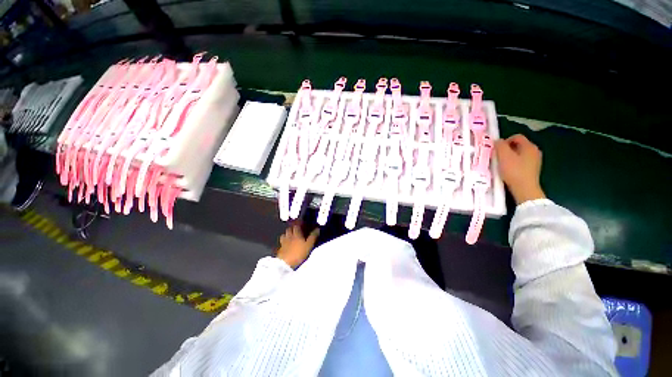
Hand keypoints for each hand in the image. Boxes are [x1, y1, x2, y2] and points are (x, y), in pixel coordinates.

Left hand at [276, 224, 319, 267]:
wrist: (285, 264)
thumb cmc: (298, 253)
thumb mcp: (309, 245)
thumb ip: (313, 236)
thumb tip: (317, 228)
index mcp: (296, 234)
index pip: (296, 226)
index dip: (299, 224)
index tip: (302, 224)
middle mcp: (289, 236)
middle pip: (289, 229)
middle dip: (292, 228)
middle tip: (296, 229)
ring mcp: (283, 243)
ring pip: (284, 235)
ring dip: (287, 234)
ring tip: (290, 236)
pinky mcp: (280, 249)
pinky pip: (281, 243)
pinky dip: (283, 242)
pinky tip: (286, 244)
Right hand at [494, 134, 545, 204]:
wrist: (525, 189)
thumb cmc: (514, 171)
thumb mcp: (503, 156)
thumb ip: (500, 146)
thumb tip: (498, 141)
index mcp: (529, 146)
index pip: (516, 137)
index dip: (505, 141)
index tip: (497, 150)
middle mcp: (535, 151)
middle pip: (518, 145)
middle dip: (507, 149)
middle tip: (498, 157)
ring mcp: (535, 161)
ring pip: (519, 154)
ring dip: (509, 157)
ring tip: (501, 164)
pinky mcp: (533, 169)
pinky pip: (521, 162)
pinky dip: (514, 163)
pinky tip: (508, 170)